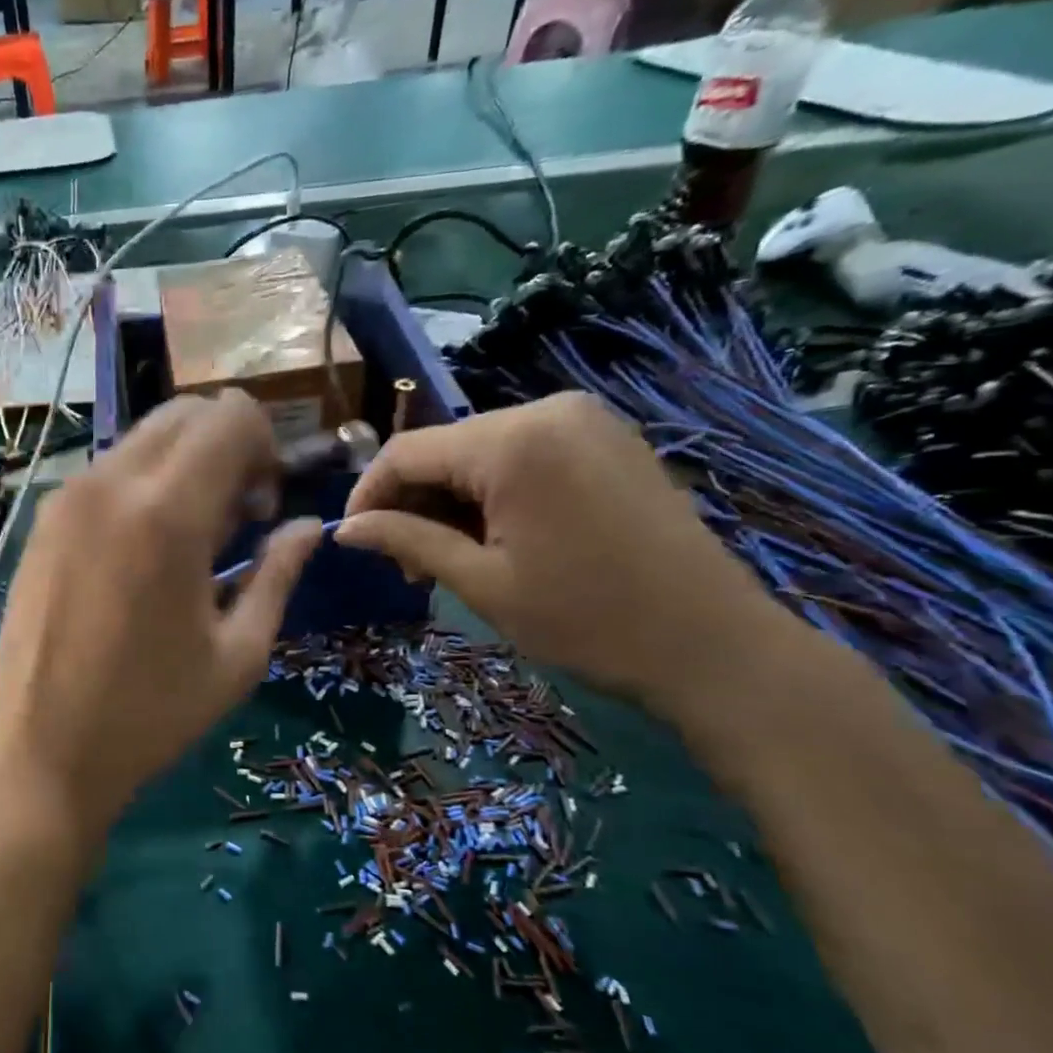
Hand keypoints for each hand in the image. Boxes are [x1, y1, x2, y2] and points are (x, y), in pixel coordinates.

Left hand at [0, 391, 323, 840]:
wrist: (42, 753)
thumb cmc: (151, 714)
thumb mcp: (238, 653)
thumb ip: (278, 573)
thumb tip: (309, 525)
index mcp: (166, 514)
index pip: (231, 416)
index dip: (265, 449)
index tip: (263, 509)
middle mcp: (110, 484)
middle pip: (186, 412)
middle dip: (226, 447)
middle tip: (235, 519)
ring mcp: (66, 498)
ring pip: (143, 438)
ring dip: (182, 466)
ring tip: (188, 542)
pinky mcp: (41, 521)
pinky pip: (106, 472)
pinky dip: (141, 486)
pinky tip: (141, 554)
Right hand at [334, 392, 792, 715]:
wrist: (709, 642)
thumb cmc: (584, 618)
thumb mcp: (480, 582)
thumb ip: (406, 541)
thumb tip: (343, 530)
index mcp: (513, 442)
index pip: (406, 451)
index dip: (368, 494)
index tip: (353, 540)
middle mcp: (548, 410)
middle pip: (445, 448)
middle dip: (413, 502)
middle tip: (407, 566)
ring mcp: (585, 421)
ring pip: (481, 452)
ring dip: (450, 500)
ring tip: (449, 559)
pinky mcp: (606, 440)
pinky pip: (524, 454)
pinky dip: (492, 492)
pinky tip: (495, 537)